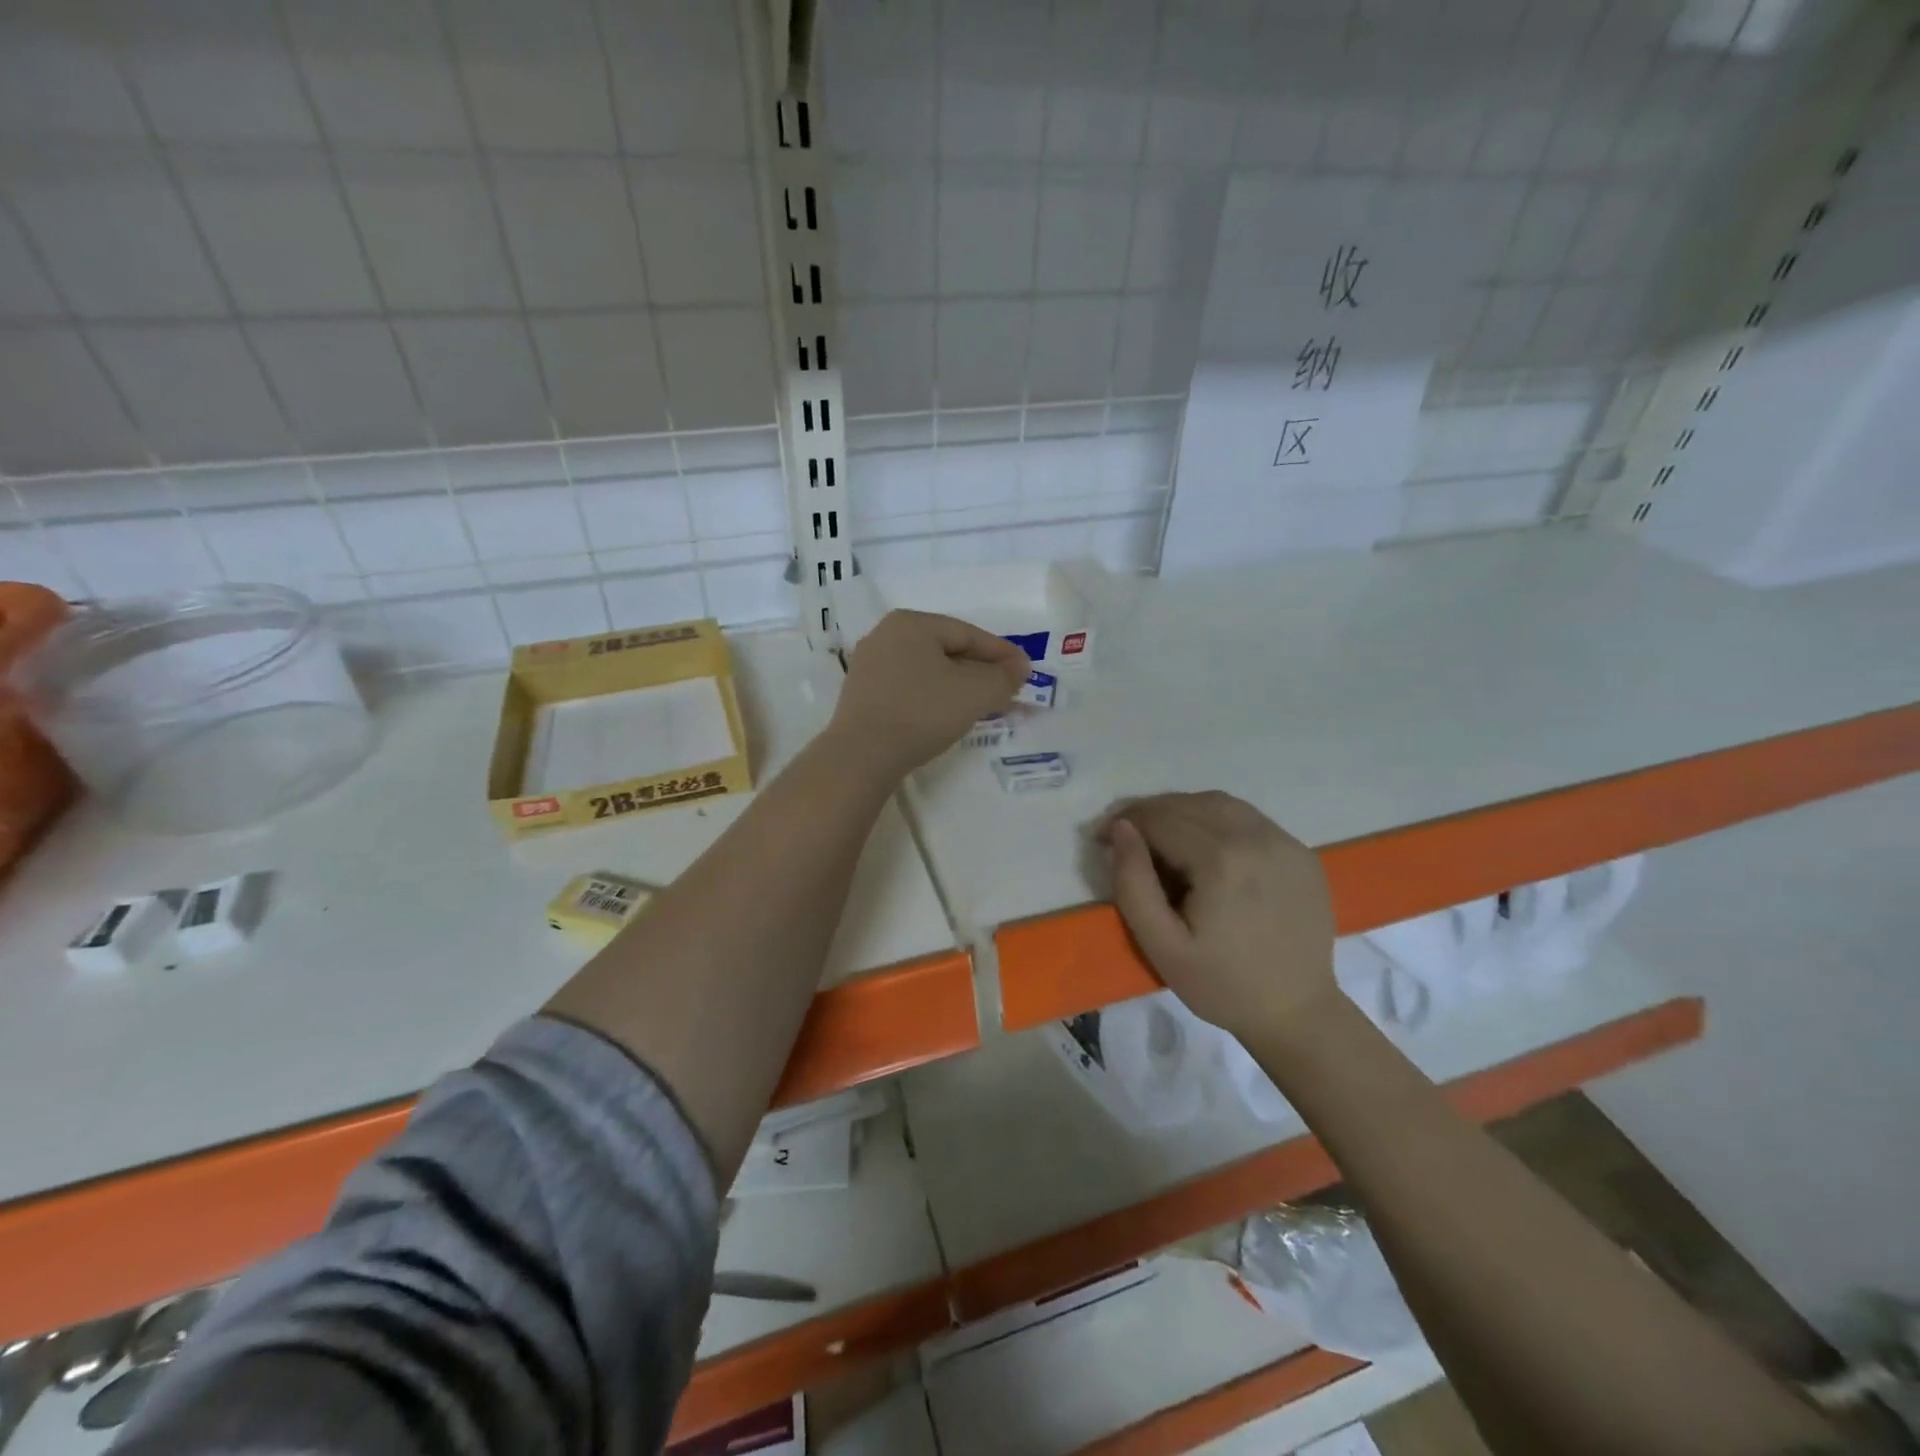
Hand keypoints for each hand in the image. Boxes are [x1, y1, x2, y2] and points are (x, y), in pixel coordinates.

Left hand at [829, 610, 1030, 776]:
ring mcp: (870, 665)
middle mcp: (886, 635)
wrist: (862, 756)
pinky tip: (947, 715)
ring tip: (982, 705)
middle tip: (1007, 690)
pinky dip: (934, 697)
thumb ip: (1003, 677)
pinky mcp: (862, 694)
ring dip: (959, 685)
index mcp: (912, 623)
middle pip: (947, 650)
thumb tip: (1018, 668)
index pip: (968, 634)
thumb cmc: (922, 712)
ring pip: (928, 670)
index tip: (1026, 672)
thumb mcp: (975, 693)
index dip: (1002, 653)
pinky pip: (909, 687)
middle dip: (980, 671)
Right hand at [1100, 791, 1336, 1041]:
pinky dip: (1216, 820)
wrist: (1297, 1013)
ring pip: (1219, 804)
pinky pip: (1248, 819)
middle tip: (1124, 834)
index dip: (1124, 821)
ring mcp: (1285, 841)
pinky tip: (1203, 846)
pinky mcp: (1300, 852)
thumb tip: (1120, 829)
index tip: (1100, 836)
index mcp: (1222, 859)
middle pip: (1188, 804)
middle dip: (1149, 813)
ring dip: (1182, 810)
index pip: (1161, 819)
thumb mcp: (1160, 944)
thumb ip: (1133, 883)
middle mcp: (1257, 837)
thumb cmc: (1221, 984)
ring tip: (1160, 836)